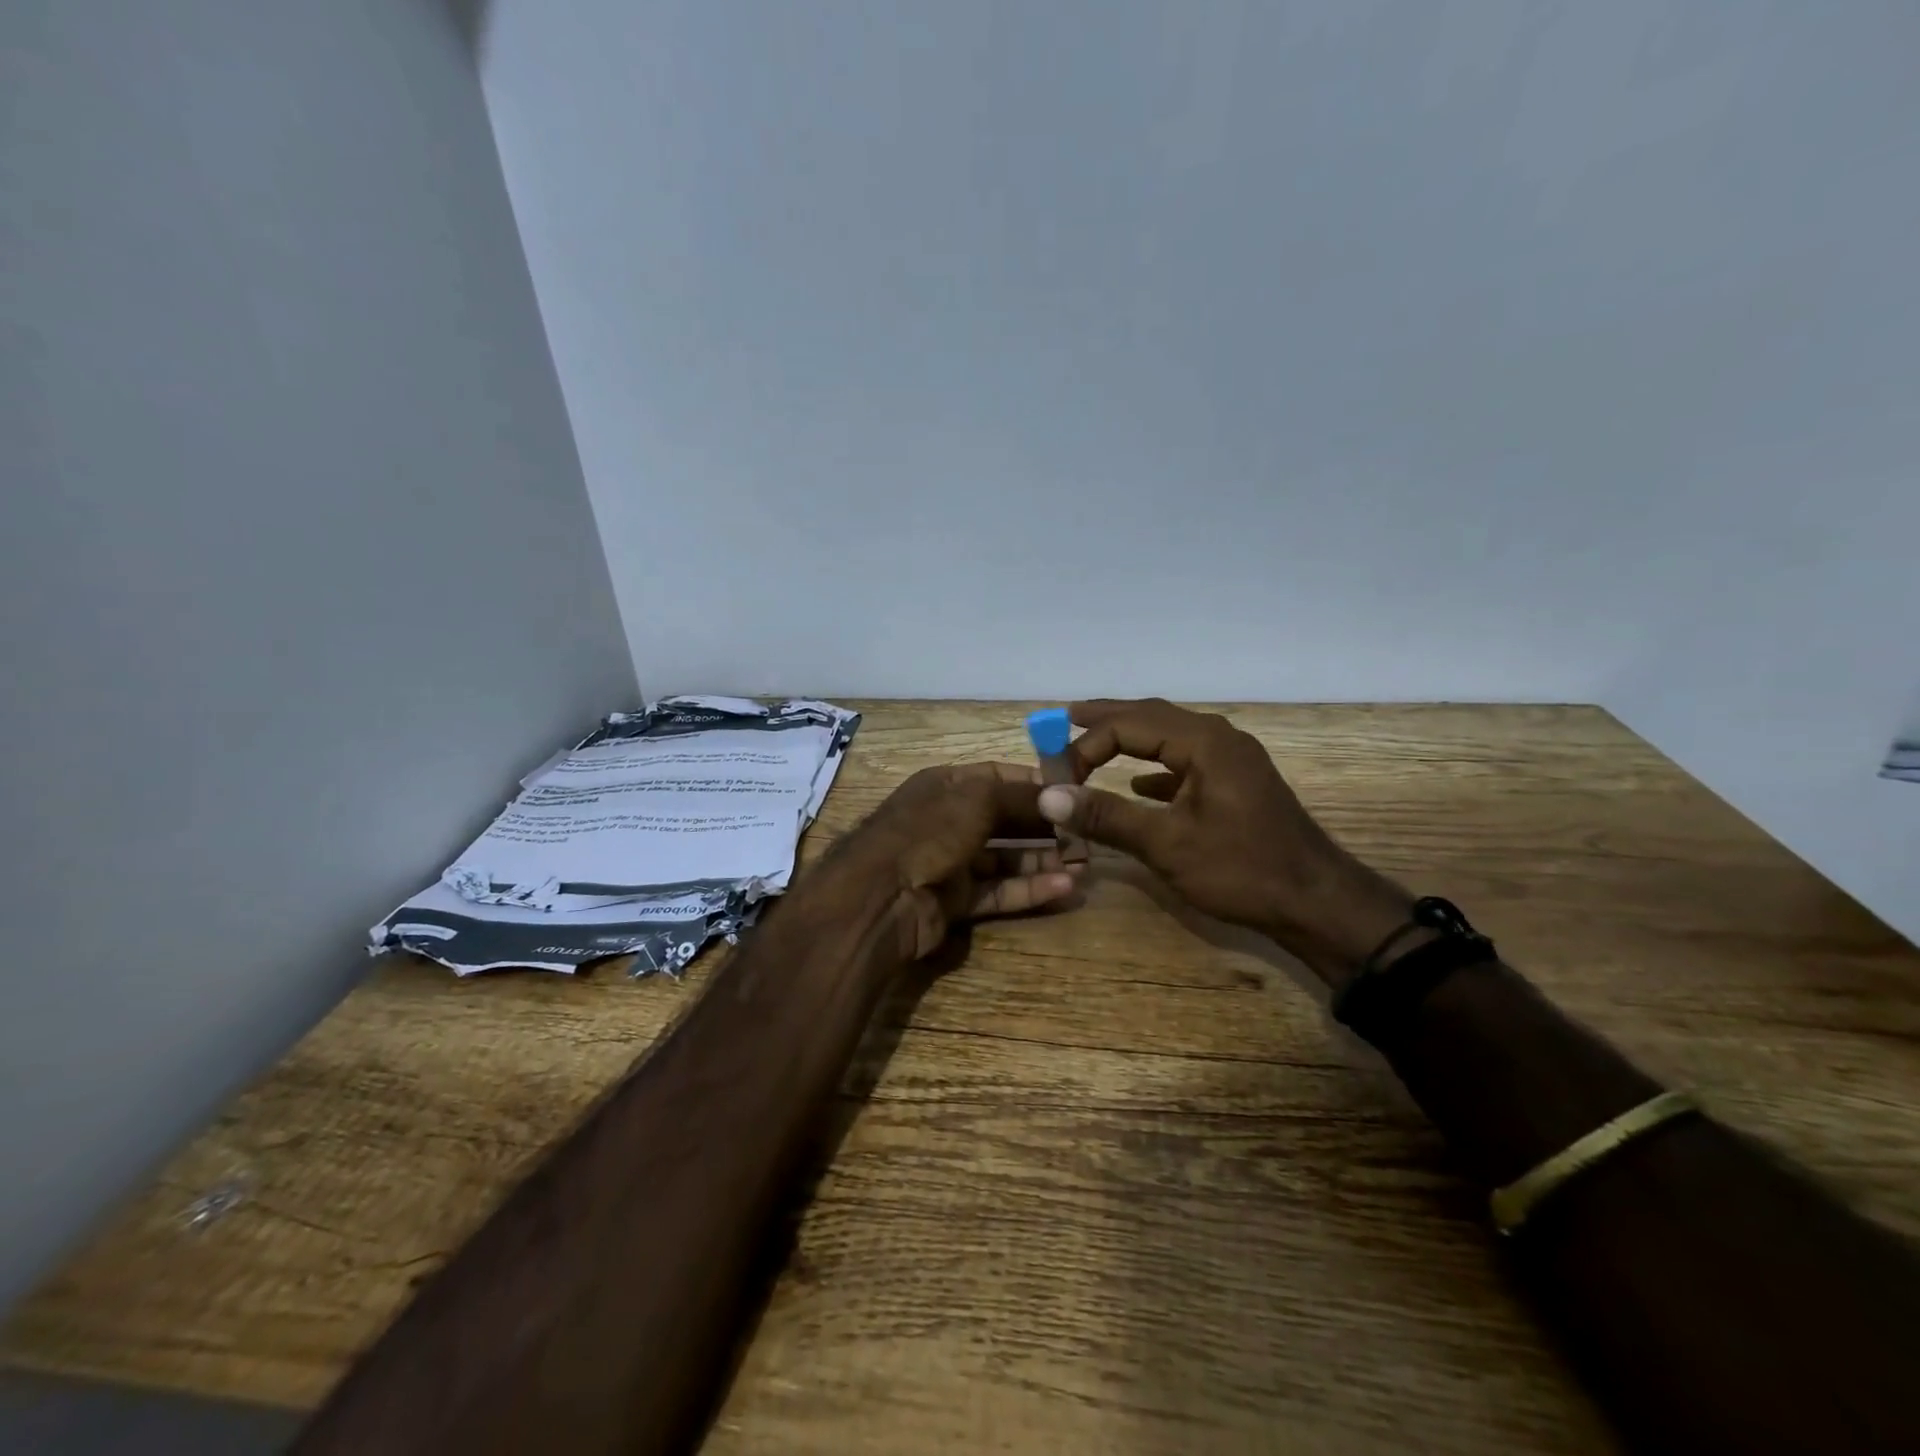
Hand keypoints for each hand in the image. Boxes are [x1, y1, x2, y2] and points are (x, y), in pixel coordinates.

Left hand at [828, 762, 1082, 961]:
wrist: (879, 900)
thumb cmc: (928, 833)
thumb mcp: (976, 800)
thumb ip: (1019, 796)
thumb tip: (1059, 794)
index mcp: (945, 786)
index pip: (997, 778)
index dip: (1035, 784)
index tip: (1074, 792)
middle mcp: (948, 820)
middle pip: (1005, 820)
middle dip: (1045, 827)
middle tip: (1087, 836)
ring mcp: (950, 862)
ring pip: (1005, 859)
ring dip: (1043, 860)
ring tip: (1085, 865)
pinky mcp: (955, 901)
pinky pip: (999, 892)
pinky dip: (1030, 890)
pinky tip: (1065, 889)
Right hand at [1036, 699, 1412, 982]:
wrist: (1317, 903)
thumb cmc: (1242, 870)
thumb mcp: (1167, 844)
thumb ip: (1106, 816)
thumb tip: (1048, 796)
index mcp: (1203, 742)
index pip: (1129, 726)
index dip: (1086, 745)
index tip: (1057, 776)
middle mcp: (1218, 738)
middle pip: (1150, 716)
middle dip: (1106, 719)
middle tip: (1063, 719)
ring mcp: (1231, 760)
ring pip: (1168, 736)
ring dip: (1129, 739)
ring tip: (1091, 741)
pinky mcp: (1235, 784)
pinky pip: (1185, 760)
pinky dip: (1154, 767)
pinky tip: (1137, 786)